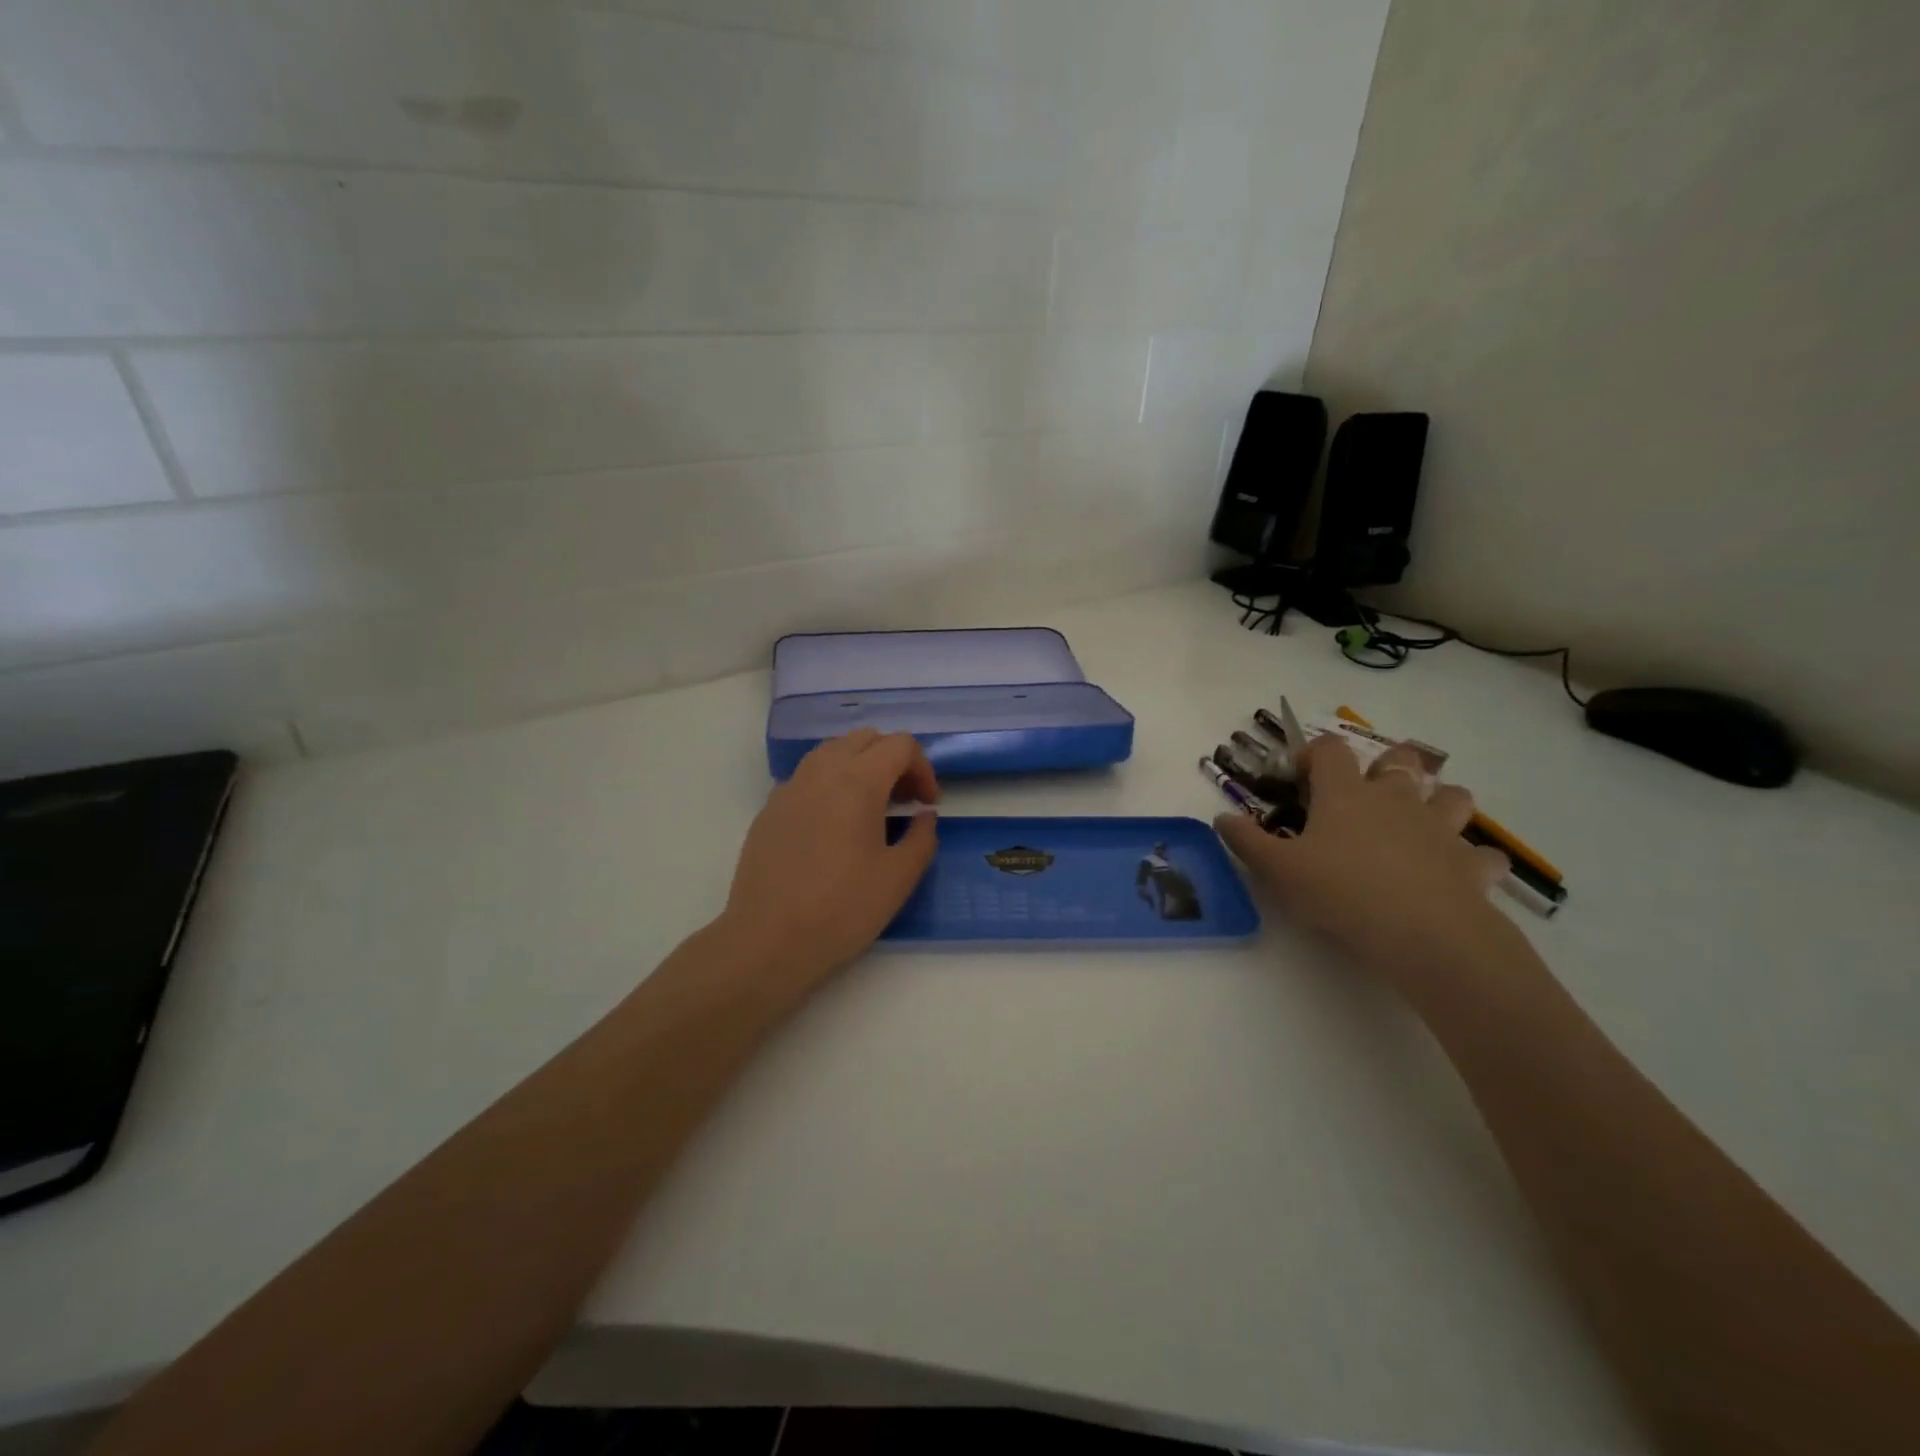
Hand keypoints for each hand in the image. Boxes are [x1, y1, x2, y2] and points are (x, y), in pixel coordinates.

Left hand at [719, 729, 939, 988]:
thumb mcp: (899, 877)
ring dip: (859, 766)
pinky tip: (833, 828)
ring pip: (832, 751)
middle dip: (892, 760)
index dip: (923, 768)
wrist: (768, 942)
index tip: (927, 804)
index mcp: (857, 781)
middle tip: (904, 800)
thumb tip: (923, 815)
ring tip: (870, 809)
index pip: (899, 745)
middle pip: (865, 738)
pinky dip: (830, 784)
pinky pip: (807, 777)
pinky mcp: (769, 810)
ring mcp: (789, 788)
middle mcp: (821, 772)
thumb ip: (922, 836)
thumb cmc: (842, 909)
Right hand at [1215, 736, 1509, 985]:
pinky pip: (1483, 854)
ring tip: (1422, 820)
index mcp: (1346, 794)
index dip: (1316, 753)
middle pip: (1400, 760)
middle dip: (1386, 765)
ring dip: (1440, 800)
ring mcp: (1441, 829)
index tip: (1302, 774)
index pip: (1332, 749)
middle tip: (1368, 791)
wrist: (1423, 933)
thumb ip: (1246, 841)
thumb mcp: (1278, 870)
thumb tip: (1221, 817)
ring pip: (1452, 795)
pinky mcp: (1472, 864)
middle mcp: (1396, 800)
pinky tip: (1459, 873)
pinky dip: (1473, 859)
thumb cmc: (1341, 892)